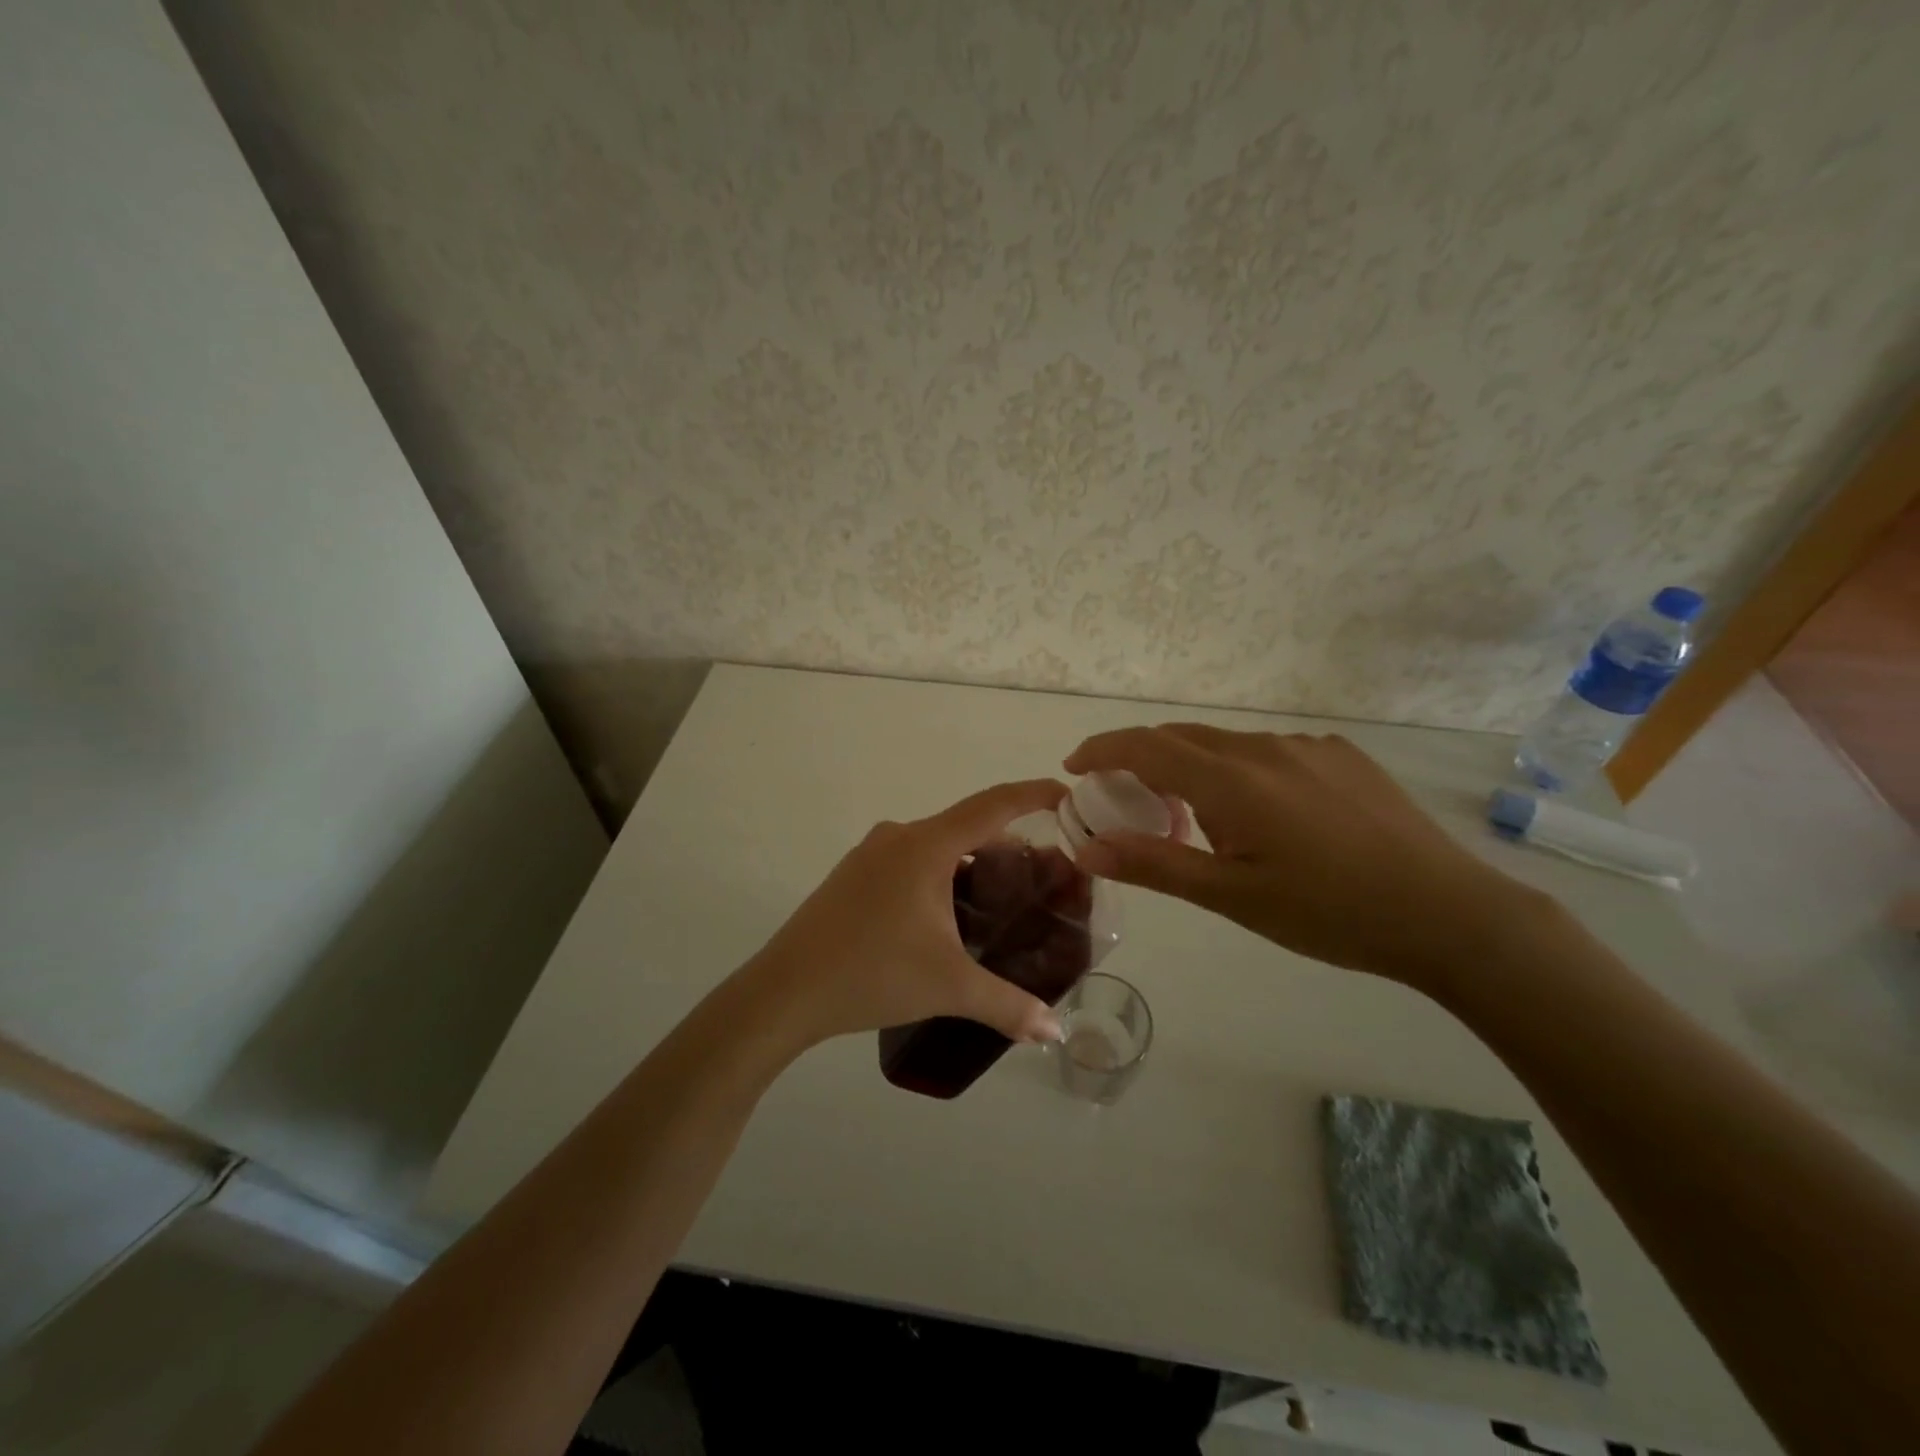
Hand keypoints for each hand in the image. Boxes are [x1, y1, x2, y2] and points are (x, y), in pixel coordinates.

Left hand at [738, 779, 1072, 1048]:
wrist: (785, 991)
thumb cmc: (871, 974)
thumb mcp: (948, 987)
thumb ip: (1008, 1006)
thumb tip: (1054, 1032)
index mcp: (925, 846)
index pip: (993, 806)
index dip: (1033, 795)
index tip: (1068, 795)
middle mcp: (899, 836)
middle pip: (967, 825)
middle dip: (1008, 843)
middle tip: (1043, 873)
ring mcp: (871, 854)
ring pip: (938, 844)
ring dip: (972, 861)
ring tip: (1002, 897)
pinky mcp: (854, 875)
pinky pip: (912, 860)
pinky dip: (942, 873)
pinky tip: (950, 913)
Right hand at [1064, 725, 1530, 988]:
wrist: (1448, 913)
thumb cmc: (1329, 913)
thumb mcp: (1232, 897)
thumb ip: (1154, 864)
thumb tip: (1084, 847)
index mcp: (1232, 780)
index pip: (1145, 746)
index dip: (1101, 750)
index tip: (1074, 768)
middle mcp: (1265, 747)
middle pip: (1181, 738)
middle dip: (1140, 759)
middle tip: (1124, 798)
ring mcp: (1308, 746)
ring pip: (1226, 745)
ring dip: (1191, 767)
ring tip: (1192, 815)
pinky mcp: (1341, 756)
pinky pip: (1269, 751)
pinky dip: (1238, 770)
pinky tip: (1260, 813)